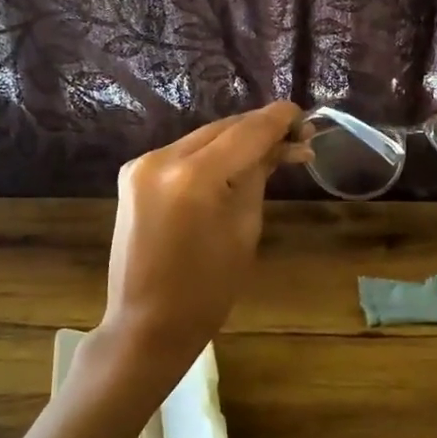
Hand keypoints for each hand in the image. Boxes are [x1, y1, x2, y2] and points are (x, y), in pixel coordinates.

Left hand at [89, 102, 307, 394]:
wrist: (147, 324)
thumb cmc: (207, 289)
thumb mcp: (245, 228)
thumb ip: (258, 175)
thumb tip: (281, 144)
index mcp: (194, 177)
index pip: (246, 132)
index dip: (278, 120)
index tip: (303, 113)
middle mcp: (162, 159)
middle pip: (223, 129)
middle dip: (259, 129)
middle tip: (296, 136)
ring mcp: (142, 165)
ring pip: (203, 138)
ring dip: (236, 140)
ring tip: (271, 149)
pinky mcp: (133, 175)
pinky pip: (183, 154)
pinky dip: (211, 155)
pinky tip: (234, 163)